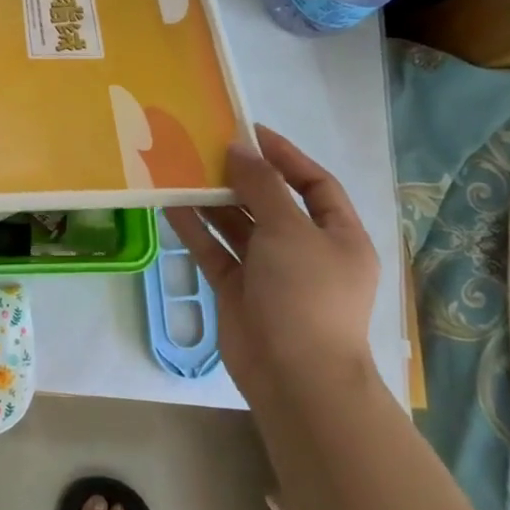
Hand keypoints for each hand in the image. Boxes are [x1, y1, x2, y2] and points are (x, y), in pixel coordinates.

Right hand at [165, 124, 378, 409]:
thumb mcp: (290, 230)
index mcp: (337, 236)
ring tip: (183, 169)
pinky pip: (216, 250)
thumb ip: (262, 186)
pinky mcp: (239, 290)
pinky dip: (196, 229)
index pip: (315, 183)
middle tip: (206, 148)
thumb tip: (239, 149)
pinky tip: (171, 204)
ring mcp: (270, 272)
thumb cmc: (305, 294)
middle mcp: (305, 250)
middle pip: (272, 202)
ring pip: (239, 226)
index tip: (248, 131)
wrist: (295, 378)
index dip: (285, 155)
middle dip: (241, 176)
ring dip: (214, 200)